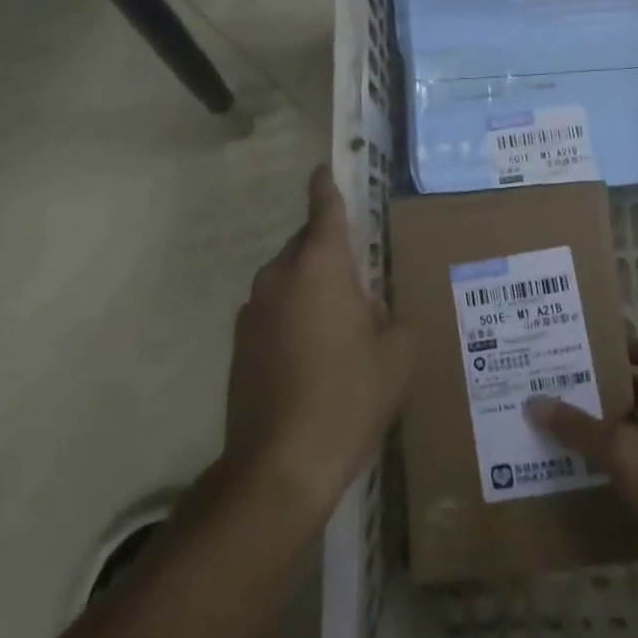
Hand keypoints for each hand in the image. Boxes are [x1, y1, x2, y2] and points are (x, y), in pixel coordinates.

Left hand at [224, 166, 416, 519]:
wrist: (279, 467)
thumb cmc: (348, 397)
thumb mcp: (398, 354)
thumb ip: (397, 316)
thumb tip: (382, 310)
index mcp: (319, 264)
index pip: (324, 208)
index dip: (327, 186)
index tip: (326, 170)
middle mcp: (280, 275)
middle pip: (306, 243)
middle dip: (330, 251)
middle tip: (361, 278)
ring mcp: (253, 309)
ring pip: (288, 278)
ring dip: (311, 286)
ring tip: (341, 323)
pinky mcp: (239, 343)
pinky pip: (274, 310)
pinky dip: (293, 315)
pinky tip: (314, 354)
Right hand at [525, 340, 637, 555]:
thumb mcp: (622, 451)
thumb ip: (579, 428)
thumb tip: (533, 400)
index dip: (632, 346)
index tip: (597, 352)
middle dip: (608, 388)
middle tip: (566, 387)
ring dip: (613, 427)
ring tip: (570, 429)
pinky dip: (624, 463)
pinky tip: (596, 475)